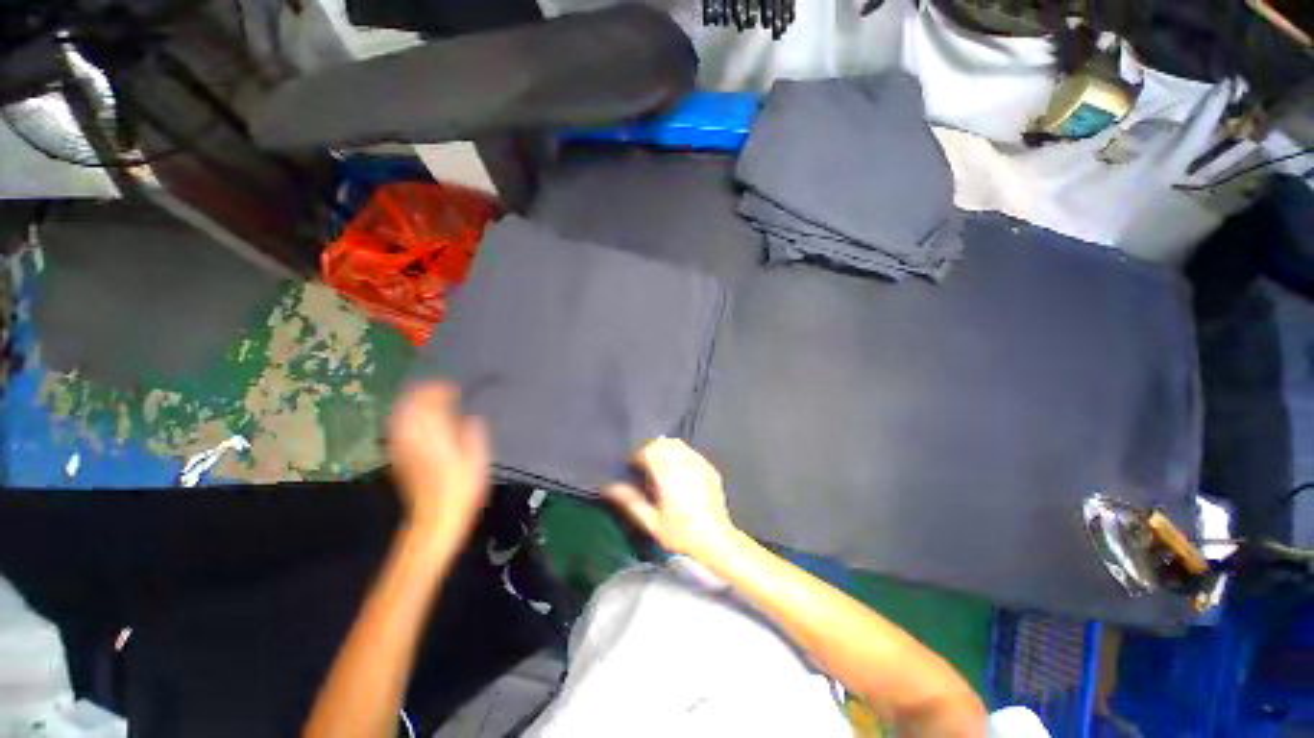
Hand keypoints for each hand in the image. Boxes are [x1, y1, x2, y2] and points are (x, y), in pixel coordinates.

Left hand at [389, 382, 490, 540]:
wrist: (435, 519)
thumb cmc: (462, 490)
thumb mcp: (479, 460)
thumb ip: (475, 434)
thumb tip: (472, 418)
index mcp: (437, 436)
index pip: (432, 404)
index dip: (441, 391)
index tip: (453, 387)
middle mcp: (415, 438)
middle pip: (412, 405)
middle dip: (425, 392)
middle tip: (441, 388)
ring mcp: (403, 447)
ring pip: (401, 414)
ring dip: (412, 401)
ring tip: (427, 396)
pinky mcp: (398, 456)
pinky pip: (396, 428)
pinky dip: (404, 416)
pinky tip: (412, 416)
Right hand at [603, 438, 737, 558]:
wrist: (716, 539)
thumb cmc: (681, 534)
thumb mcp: (652, 523)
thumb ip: (631, 502)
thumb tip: (610, 487)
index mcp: (669, 476)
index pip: (650, 450)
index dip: (638, 455)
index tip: (632, 466)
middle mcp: (684, 464)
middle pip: (663, 443)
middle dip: (650, 449)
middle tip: (644, 465)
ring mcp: (699, 464)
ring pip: (677, 444)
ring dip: (664, 449)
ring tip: (659, 466)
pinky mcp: (709, 468)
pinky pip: (690, 452)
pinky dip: (679, 454)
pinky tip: (677, 470)